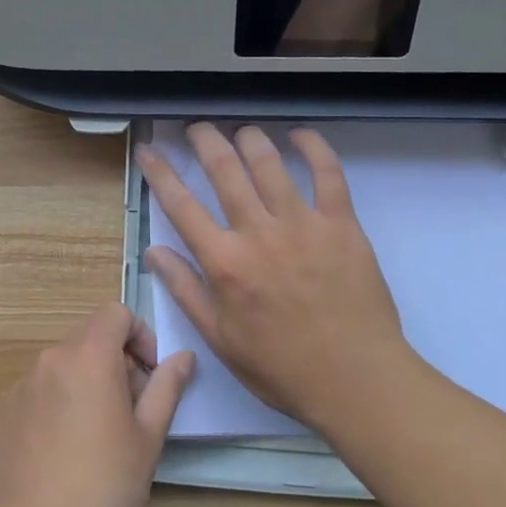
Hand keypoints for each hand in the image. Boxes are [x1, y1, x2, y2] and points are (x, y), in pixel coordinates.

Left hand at [0, 303, 194, 506]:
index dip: (140, 336)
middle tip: (131, 414)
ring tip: (97, 437)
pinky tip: (63, 451)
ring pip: (65, 367)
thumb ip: (166, 388)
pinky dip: (59, 404)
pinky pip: (41, 391)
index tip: (149, 377)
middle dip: (117, 364)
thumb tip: (183, 357)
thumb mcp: (148, 439)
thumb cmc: (102, 485)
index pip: (116, 313)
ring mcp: (22, 384)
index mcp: (89, 357)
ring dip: (88, 384)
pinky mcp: (3, 411)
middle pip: (90, 339)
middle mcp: (51, 359)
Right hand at [137, 123, 410, 433]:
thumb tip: (155, 251)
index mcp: (224, 262)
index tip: (150, 149)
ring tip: (241, 131)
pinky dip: (314, 148)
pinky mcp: (341, 224)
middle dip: (205, 140)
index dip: (160, 172)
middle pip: (224, 170)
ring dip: (250, 139)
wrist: (355, 379)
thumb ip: (185, 290)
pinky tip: (300, 136)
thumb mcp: (220, 338)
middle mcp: (258, 233)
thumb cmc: (281, 367)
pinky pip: (328, 173)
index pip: (181, 205)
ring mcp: (302, 224)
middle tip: (198, 127)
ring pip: (269, 163)